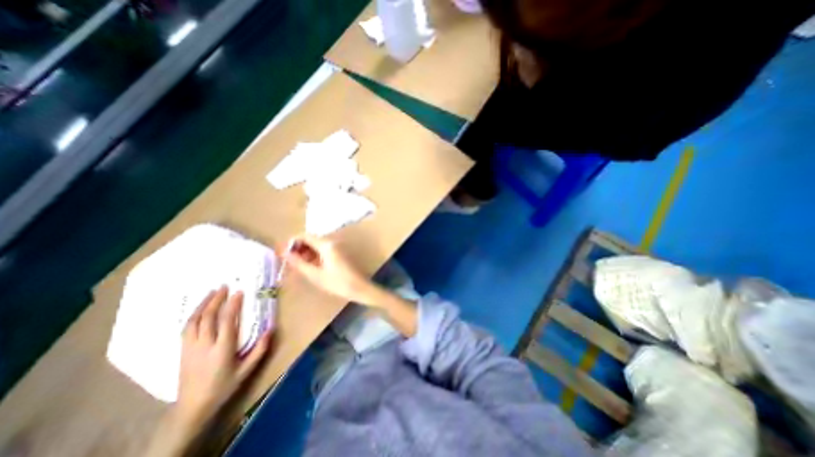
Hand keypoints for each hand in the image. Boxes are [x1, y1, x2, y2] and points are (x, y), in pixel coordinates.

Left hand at [177, 285, 270, 424]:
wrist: (192, 407)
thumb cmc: (224, 386)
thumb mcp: (247, 370)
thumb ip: (260, 349)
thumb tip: (271, 328)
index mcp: (222, 349)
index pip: (227, 321)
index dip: (233, 305)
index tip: (239, 292)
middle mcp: (204, 345)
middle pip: (208, 317)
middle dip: (216, 300)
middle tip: (224, 286)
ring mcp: (190, 348)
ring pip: (194, 321)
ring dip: (203, 304)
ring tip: (211, 292)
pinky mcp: (182, 350)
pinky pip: (187, 328)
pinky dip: (194, 315)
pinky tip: (199, 309)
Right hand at [284, 236, 372, 303]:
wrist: (359, 287)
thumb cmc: (337, 283)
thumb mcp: (315, 275)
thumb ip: (299, 263)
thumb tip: (284, 253)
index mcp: (326, 245)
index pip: (305, 236)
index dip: (292, 242)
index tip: (283, 253)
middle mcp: (332, 242)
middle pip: (311, 239)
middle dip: (299, 248)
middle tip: (289, 261)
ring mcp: (337, 247)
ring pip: (317, 244)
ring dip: (306, 252)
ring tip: (298, 265)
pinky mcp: (339, 252)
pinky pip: (323, 249)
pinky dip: (315, 255)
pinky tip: (310, 266)